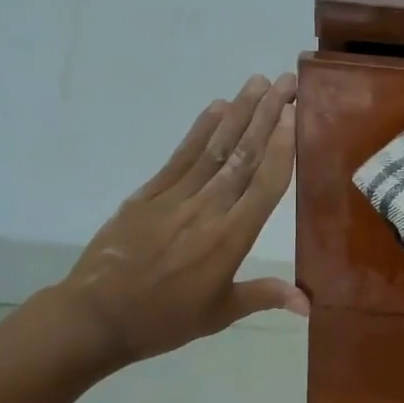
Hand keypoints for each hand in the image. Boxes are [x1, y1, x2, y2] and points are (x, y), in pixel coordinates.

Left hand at [41, 73, 307, 377]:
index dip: (281, 147)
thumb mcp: (219, 314)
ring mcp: (175, 197)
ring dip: (239, 113)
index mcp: (230, 239)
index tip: (294, 114)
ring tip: (258, 82)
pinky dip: (200, 130)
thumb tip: (308, 303)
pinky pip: (181, 156)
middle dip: (267, 115)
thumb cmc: (164, 320)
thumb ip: (264, 296)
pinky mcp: (148, 193)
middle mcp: (207, 209)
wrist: (95, 317)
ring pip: (215, 148)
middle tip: (287, 82)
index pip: (264, 185)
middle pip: (243, 155)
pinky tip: (216, 108)